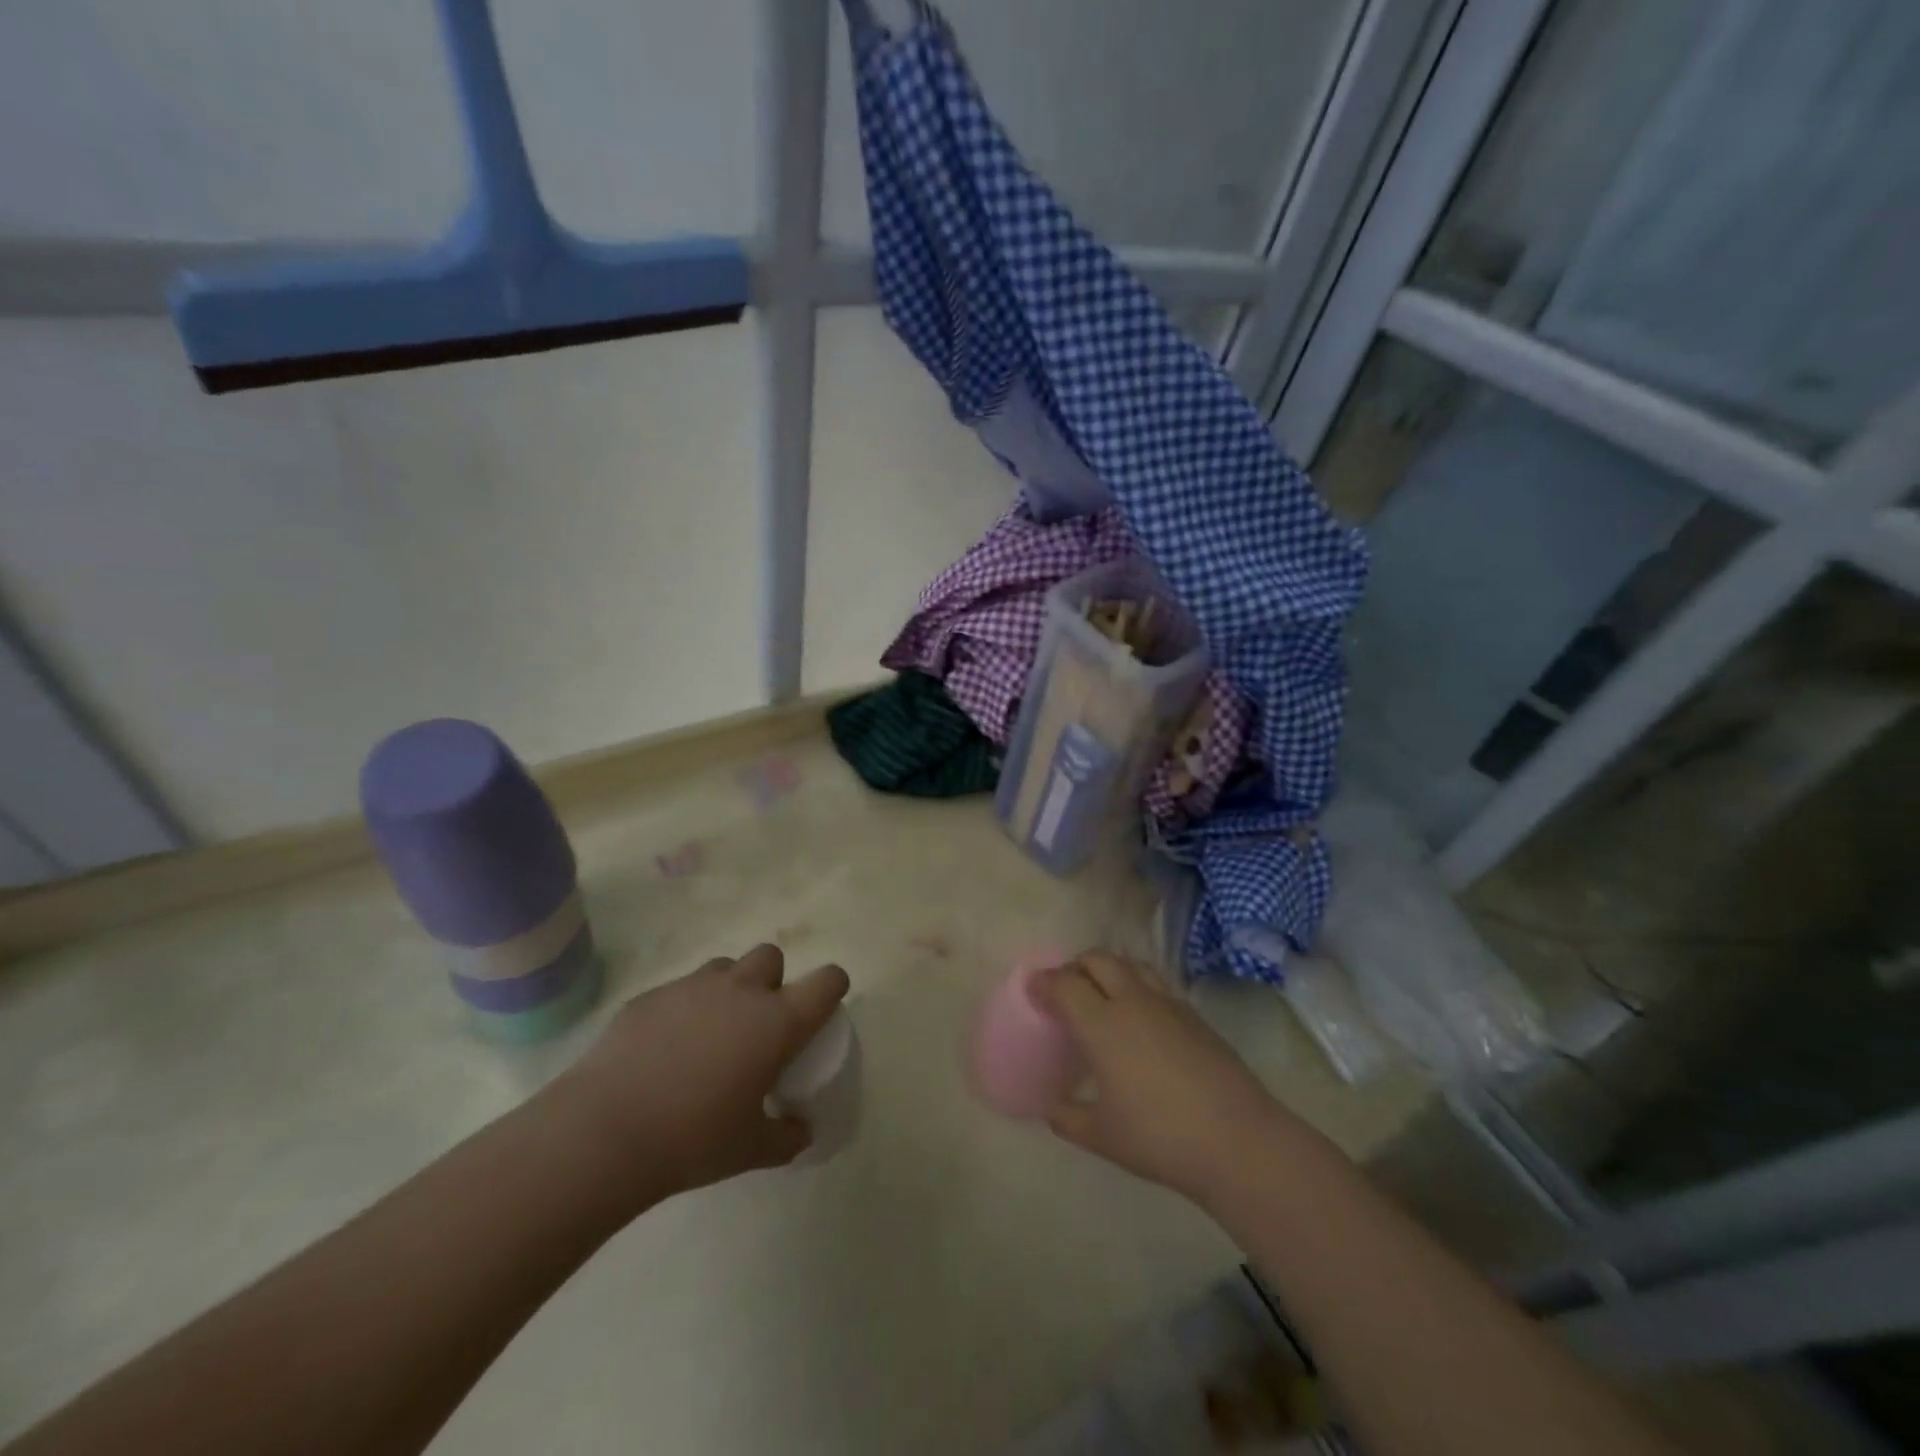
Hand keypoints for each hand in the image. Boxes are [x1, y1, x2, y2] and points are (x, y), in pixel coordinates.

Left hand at [550, 945, 849, 1203]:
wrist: (605, 1131)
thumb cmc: (693, 1139)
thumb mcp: (751, 1149)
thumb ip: (786, 1137)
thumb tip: (801, 1131)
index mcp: (777, 1021)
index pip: (825, 982)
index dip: (832, 986)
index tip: (825, 1004)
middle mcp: (740, 991)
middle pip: (771, 957)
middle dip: (772, 980)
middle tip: (758, 1022)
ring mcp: (692, 988)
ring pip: (724, 967)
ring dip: (728, 989)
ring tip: (711, 1032)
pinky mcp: (651, 996)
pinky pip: (680, 989)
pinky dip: (684, 1009)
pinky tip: (665, 1048)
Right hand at [1037, 952, 1286, 1206]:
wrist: (1238, 1140)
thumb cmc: (1160, 1137)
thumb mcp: (1102, 1136)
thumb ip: (1068, 1117)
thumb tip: (1051, 1109)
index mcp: (1102, 1024)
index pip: (1064, 984)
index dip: (1043, 982)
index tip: (1033, 990)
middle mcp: (1132, 1001)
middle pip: (1097, 959)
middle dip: (1075, 966)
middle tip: (1066, 991)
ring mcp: (1168, 1003)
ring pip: (1130, 964)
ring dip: (1109, 970)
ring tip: (1103, 997)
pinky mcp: (1194, 1015)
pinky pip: (1156, 984)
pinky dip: (1137, 987)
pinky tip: (1140, 1020)